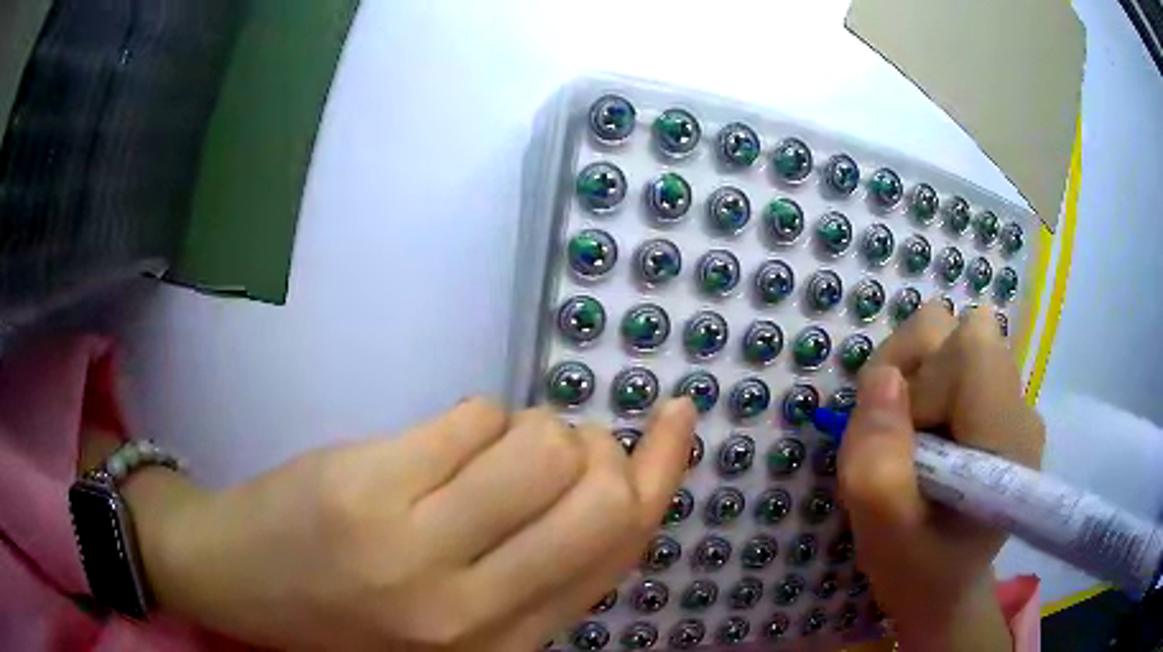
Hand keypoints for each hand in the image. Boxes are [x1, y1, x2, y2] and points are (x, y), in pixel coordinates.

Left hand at [128, 398, 695, 650]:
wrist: (239, 579)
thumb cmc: (352, 612)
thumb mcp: (462, 620)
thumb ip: (540, 569)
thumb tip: (614, 485)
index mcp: (505, 646)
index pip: (618, 548)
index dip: (663, 472)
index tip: (678, 417)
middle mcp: (470, 609)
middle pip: (595, 490)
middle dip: (595, 446)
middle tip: (563, 444)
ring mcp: (412, 545)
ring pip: (538, 443)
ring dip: (529, 428)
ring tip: (484, 452)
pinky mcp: (367, 483)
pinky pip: (470, 417)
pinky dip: (473, 419)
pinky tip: (434, 447)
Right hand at [838, 303, 1044, 651]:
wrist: (946, 586)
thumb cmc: (918, 570)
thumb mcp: (884, 535)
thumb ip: (878, 464)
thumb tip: (882, 377)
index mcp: (1007, 439)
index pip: (970, 347)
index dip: (922, 377)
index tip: (901, 437)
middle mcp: (1019, 405)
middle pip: (957, 331)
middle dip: (912, 372)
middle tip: (896, 438)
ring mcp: (1012, 400)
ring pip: (950, 338)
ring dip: (914, 378)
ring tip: (908, 439)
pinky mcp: (998, 402)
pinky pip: (951, 359)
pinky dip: (924, 386)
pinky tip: (923, 439)